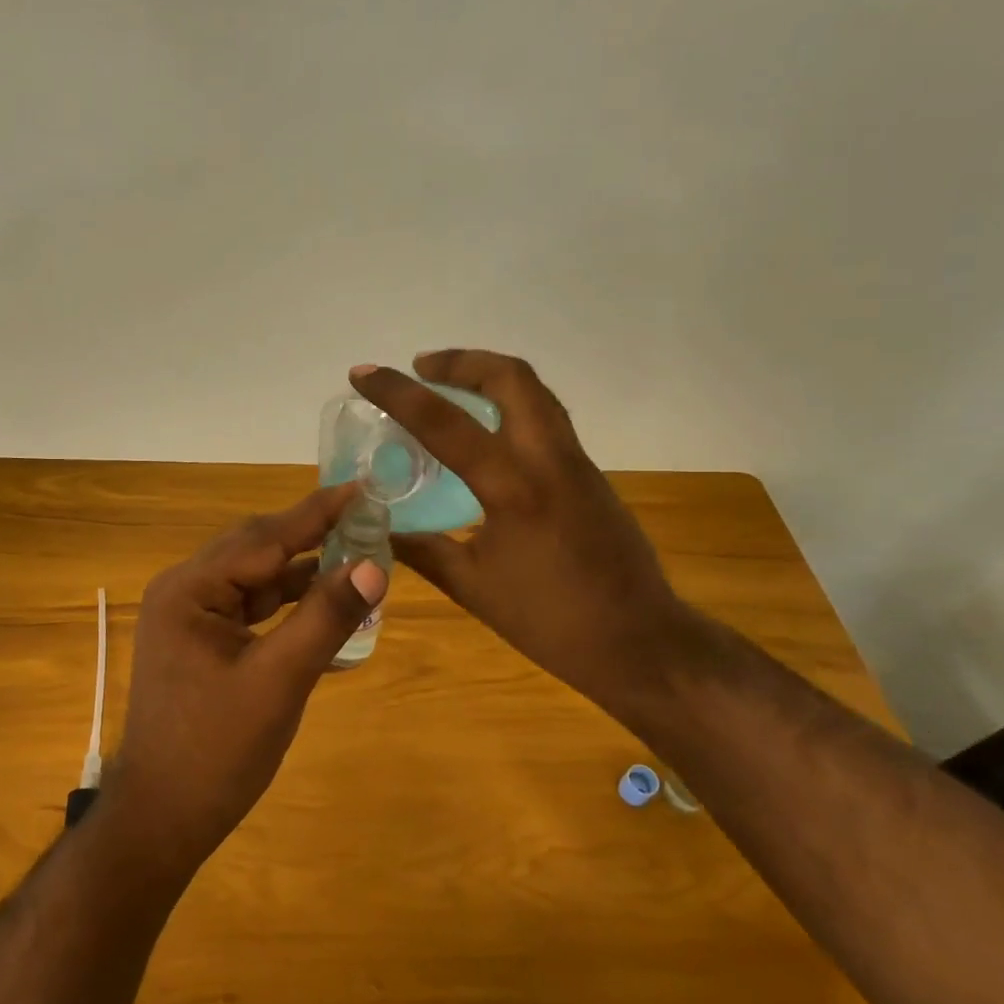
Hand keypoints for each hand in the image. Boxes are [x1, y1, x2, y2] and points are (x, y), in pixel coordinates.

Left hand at [106, 485, 387, 869]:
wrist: (162, 820)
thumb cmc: (215, 752)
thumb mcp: (279, 682)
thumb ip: (325, 618)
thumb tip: (375, 565)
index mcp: (189, 589)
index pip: (264, 538)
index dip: (317, 513)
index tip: (362, 487)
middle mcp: (184, 590)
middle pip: (257, 549)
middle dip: (312, 534)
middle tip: (366, 517)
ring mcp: (190, 616)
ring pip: (256, 577)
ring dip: (303, 569)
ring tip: (357, 554)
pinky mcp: (201, 640)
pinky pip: (251, 606)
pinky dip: (288, 602)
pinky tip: (326, 601)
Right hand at [349, 351, 703, 705]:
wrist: (641, 642)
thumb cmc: (551, 621)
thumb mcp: (473, 587)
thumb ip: (423, 550)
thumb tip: (378, 527)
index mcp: (514, 488)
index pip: (445, 422)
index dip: (396, 392)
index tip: (362, 372)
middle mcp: (550, 459)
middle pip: (511, 376)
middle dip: (460, 361)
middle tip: (421, 367)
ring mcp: (577, 462)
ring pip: (535, 391)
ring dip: (488, 376)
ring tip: (448, 388)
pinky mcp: (589, 474)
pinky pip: (546, 418)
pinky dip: (509, 405)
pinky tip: (485, 434)